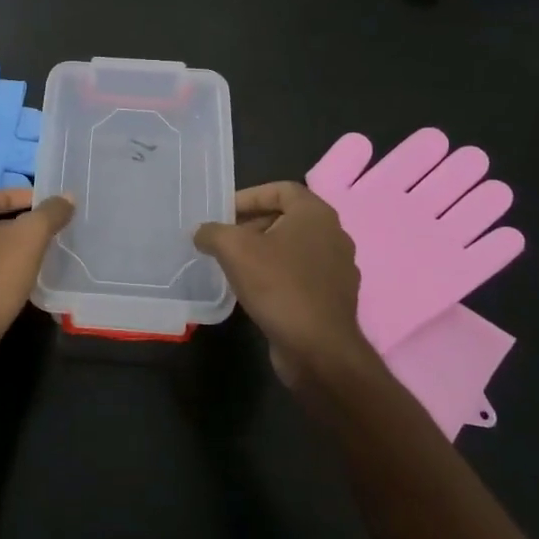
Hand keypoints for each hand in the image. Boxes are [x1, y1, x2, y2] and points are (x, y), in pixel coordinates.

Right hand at [194, 182, 376, 387]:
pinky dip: (276, 275)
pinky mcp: (333, 297)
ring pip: (293, 248)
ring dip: (262, 252)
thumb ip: (213, 232)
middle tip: (222, 240)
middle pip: (286, 218)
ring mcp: (337, 268)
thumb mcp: (234, 250)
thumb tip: (201, 233)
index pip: (280, 189)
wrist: (319, 349)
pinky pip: (300, 274)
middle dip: (251, 225)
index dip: (248, 196)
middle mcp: (333, 235)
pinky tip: (253, 291)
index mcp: (316, 214)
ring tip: (232, 265)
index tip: (223, 213)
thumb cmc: (279, 286)